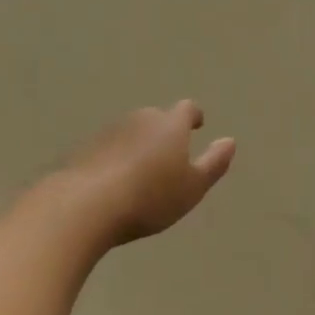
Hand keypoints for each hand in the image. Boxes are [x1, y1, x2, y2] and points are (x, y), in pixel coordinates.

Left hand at [54, 101, 236, 247]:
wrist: (85, 205)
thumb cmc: (149, 197)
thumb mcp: (192, 188)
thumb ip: (214, 163)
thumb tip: (229, 141)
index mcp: (170, 125)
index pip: (187, 109)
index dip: (193, 116)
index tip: (197, 125)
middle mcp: (140, 119)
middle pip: (156, 118)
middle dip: (164, 132)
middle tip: (169, 156)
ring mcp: (109, 131)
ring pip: (131, 132)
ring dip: (138, 145)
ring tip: (141, 173)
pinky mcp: (85, 148)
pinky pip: (108, 148)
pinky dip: (115, 159)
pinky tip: (113, 182)